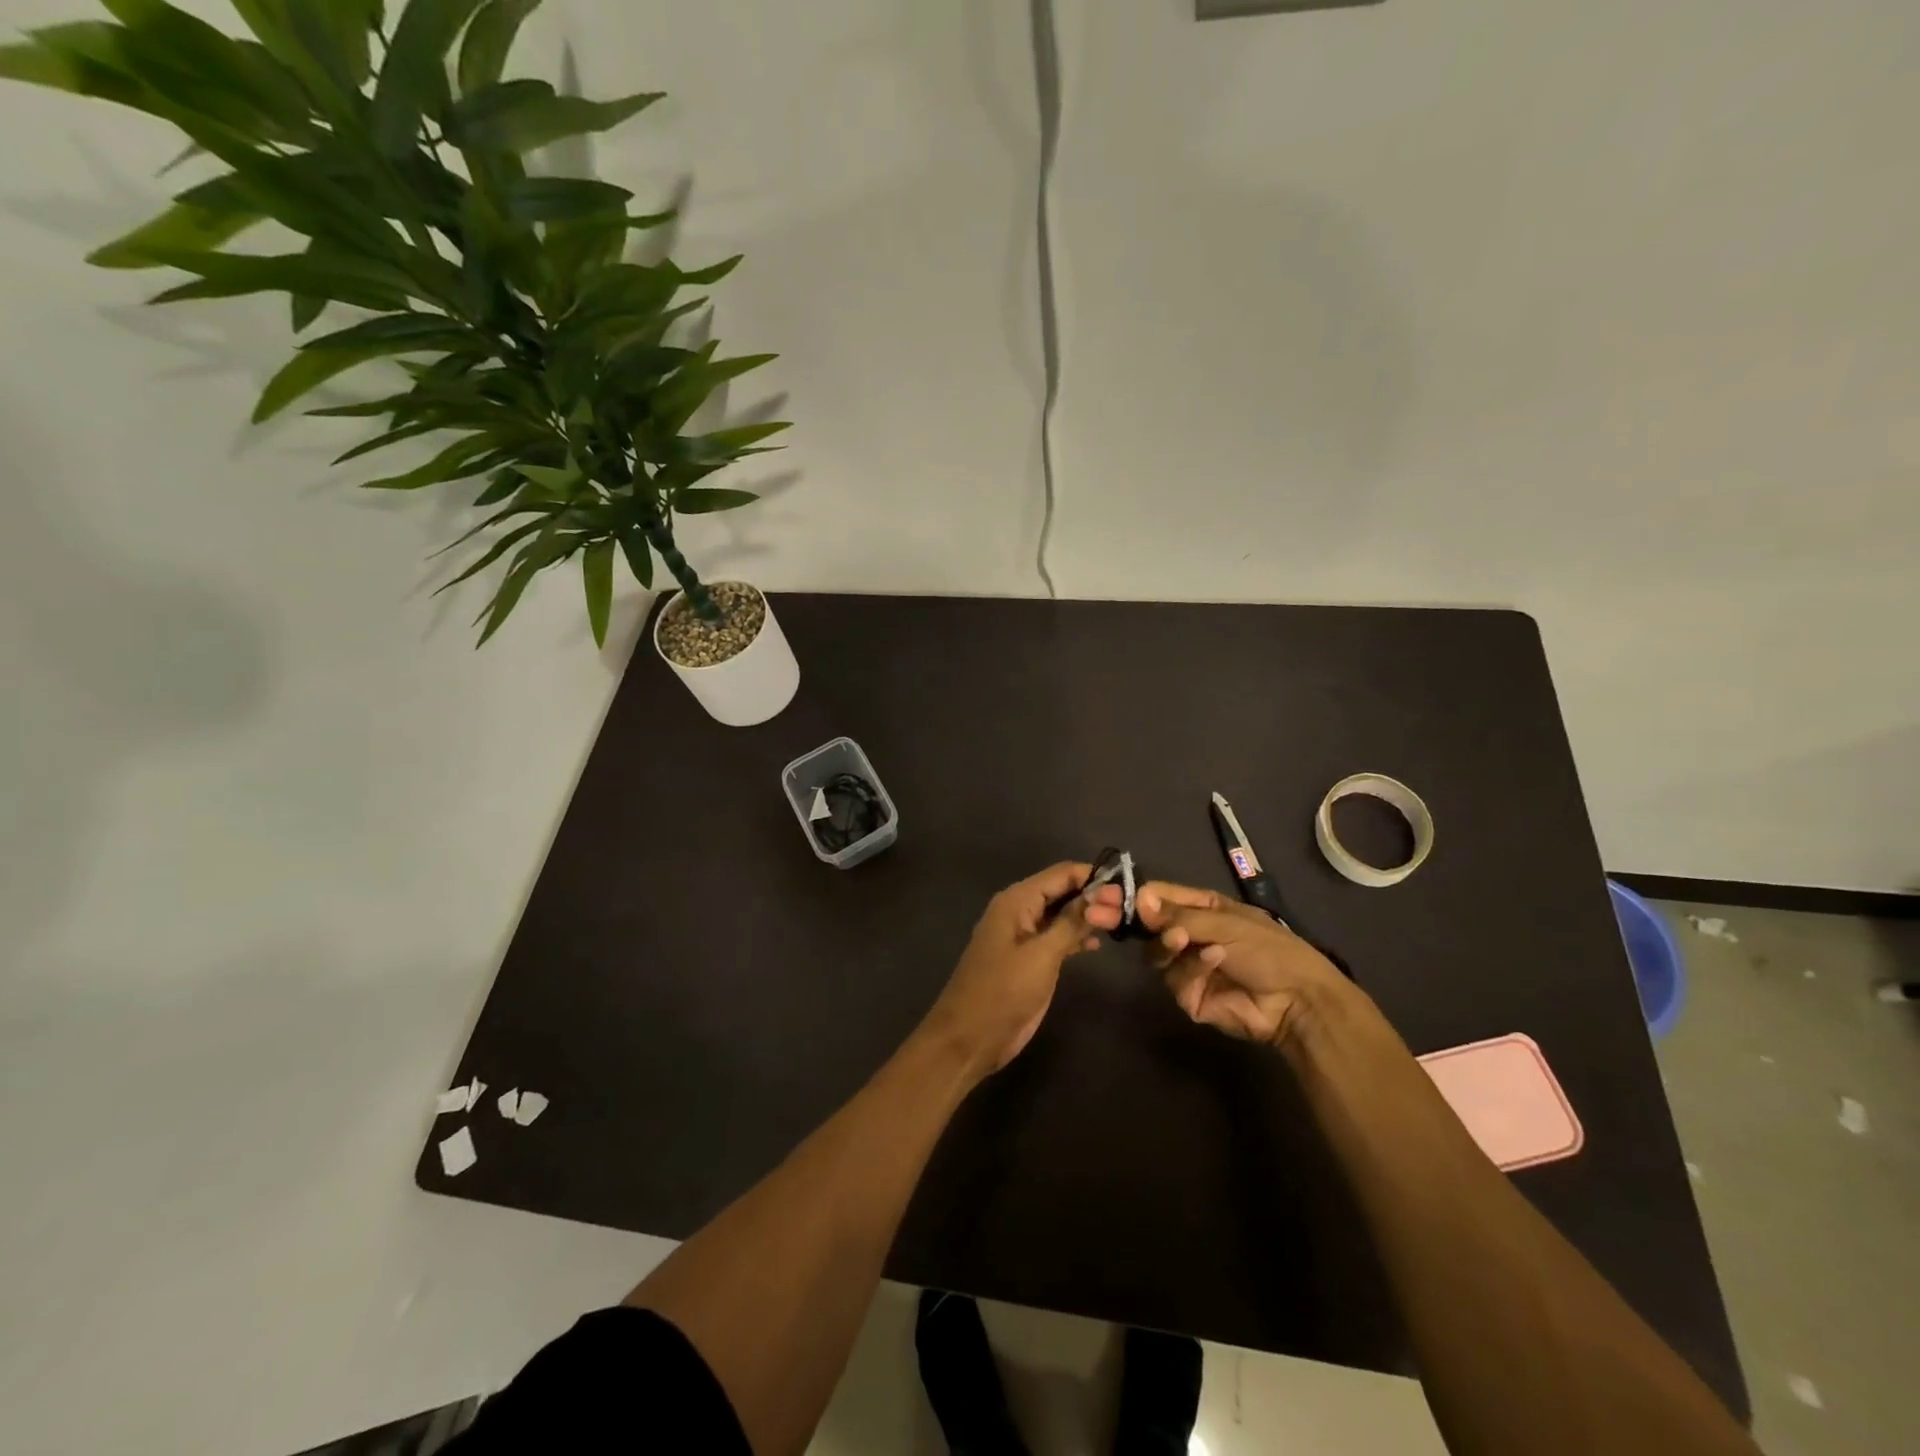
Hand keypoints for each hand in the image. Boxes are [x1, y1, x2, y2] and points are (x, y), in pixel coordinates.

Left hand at [922, 862, 1123, 1080]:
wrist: (970, 1037)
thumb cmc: (1003, 992)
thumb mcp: (1042, 955)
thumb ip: (1071, 923)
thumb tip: (1102, 894)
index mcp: (1017, 900)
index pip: (1061, 874)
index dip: (1093, 876)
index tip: (1127, 887)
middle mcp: (1020, 910)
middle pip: (1061, 890)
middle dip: (1093, 895)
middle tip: (1130, 906)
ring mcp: (1023, 935)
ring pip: (1061, 914)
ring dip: (1087, 916)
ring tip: (1122, 922)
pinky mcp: (1028, 958)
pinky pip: (1056, 935)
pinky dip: (1076, 936)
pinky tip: (1098, 944)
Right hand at [1136, 882, 1346, 1046]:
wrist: (1298, 1000)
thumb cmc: (1268, 948)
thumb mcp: (1224, 922)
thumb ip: (1178, 915)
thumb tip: (1138, 899)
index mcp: (1201, 909)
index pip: (1160, 898)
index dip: (1138, 897)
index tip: (1114, 896)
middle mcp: (1190, 936)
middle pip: (1150, 928)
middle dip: (1142, 923)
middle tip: (1121, 918)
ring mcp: (1189, 968)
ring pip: (1157, 955)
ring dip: (1171, 945)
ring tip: (1184, 940)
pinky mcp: (1191, 998)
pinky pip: (1177, 980)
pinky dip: (1194, 968)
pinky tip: (1217, 960)